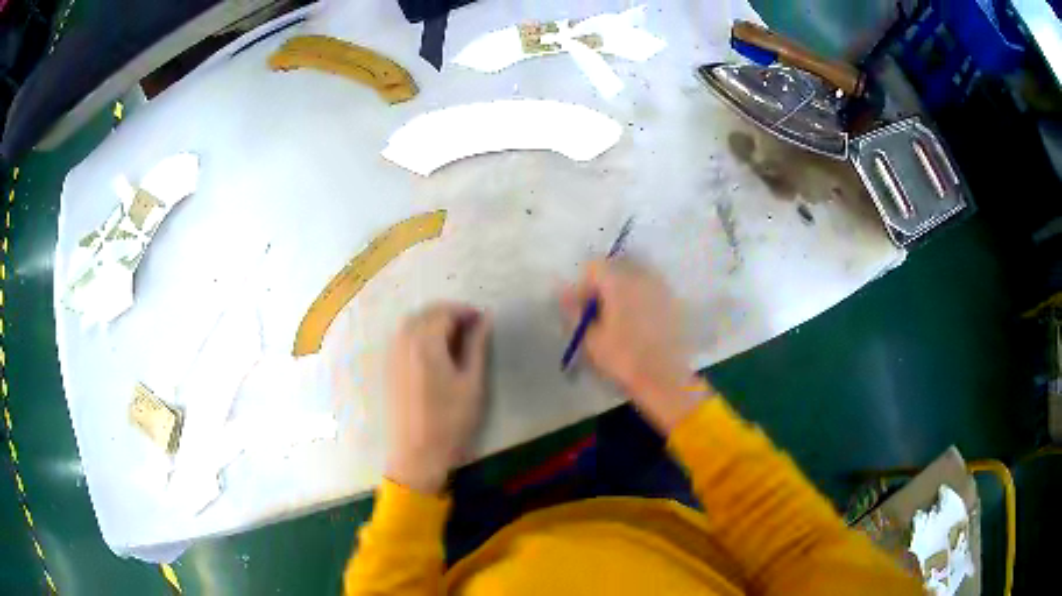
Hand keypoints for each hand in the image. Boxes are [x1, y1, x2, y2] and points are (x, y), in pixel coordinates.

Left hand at [385, 303, 490, 493]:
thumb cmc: (451, 420)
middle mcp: (404, 342)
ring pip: (411, 323)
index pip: (445, 312)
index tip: (483, 320)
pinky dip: (419, 333)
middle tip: (472, 327)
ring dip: (433, 321)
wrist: (417, 453)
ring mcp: (392, 355)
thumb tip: (485, 318)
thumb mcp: (472, 383)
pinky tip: (435, 351)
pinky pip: (402, 337)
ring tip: (455, 337)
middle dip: (449, 313)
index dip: (465, 311)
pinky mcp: (389, 368)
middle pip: (425, 313)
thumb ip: (477, 346)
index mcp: (425, 343)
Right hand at [561, 260, 707, 432]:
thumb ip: (574, 311)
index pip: (594, 266)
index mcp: (619, 282)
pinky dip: (640, 302)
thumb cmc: (623, 359)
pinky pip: (650, 292)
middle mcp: (642, 277)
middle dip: (603, 287)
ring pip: (635, 280)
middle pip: (616, 269)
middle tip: (597, 314)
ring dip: (622, 293)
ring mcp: (662, 288)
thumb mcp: (590, 338)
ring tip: (617, 320)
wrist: (665, 379)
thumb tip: (563, 293)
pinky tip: (638, 326)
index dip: (583, 284)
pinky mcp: (674, 303)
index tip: (580, 307)